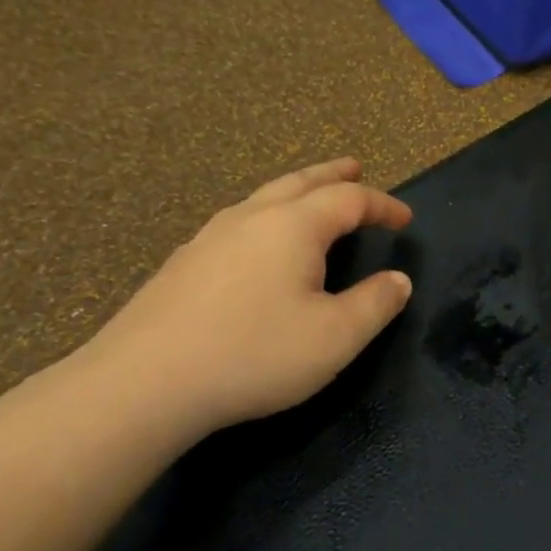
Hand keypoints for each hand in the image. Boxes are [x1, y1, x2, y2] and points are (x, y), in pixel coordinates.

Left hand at [86, 159, 413, 435]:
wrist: (143, 384)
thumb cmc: (254, 354)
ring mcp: (210, 238)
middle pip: (300, 182)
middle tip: (355, 166)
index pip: (349, 200)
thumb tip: (399, 280)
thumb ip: (376, 304)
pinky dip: (266, 216)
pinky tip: (259, 244)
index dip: (382, 205)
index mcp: (293, 227)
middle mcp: (251, 218)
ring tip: (311, 197)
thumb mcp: (336, 337)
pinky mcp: (183, 264)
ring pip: (262, 198)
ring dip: (296, 191)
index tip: (406, 219)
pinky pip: (237, 223)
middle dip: (333, 175)